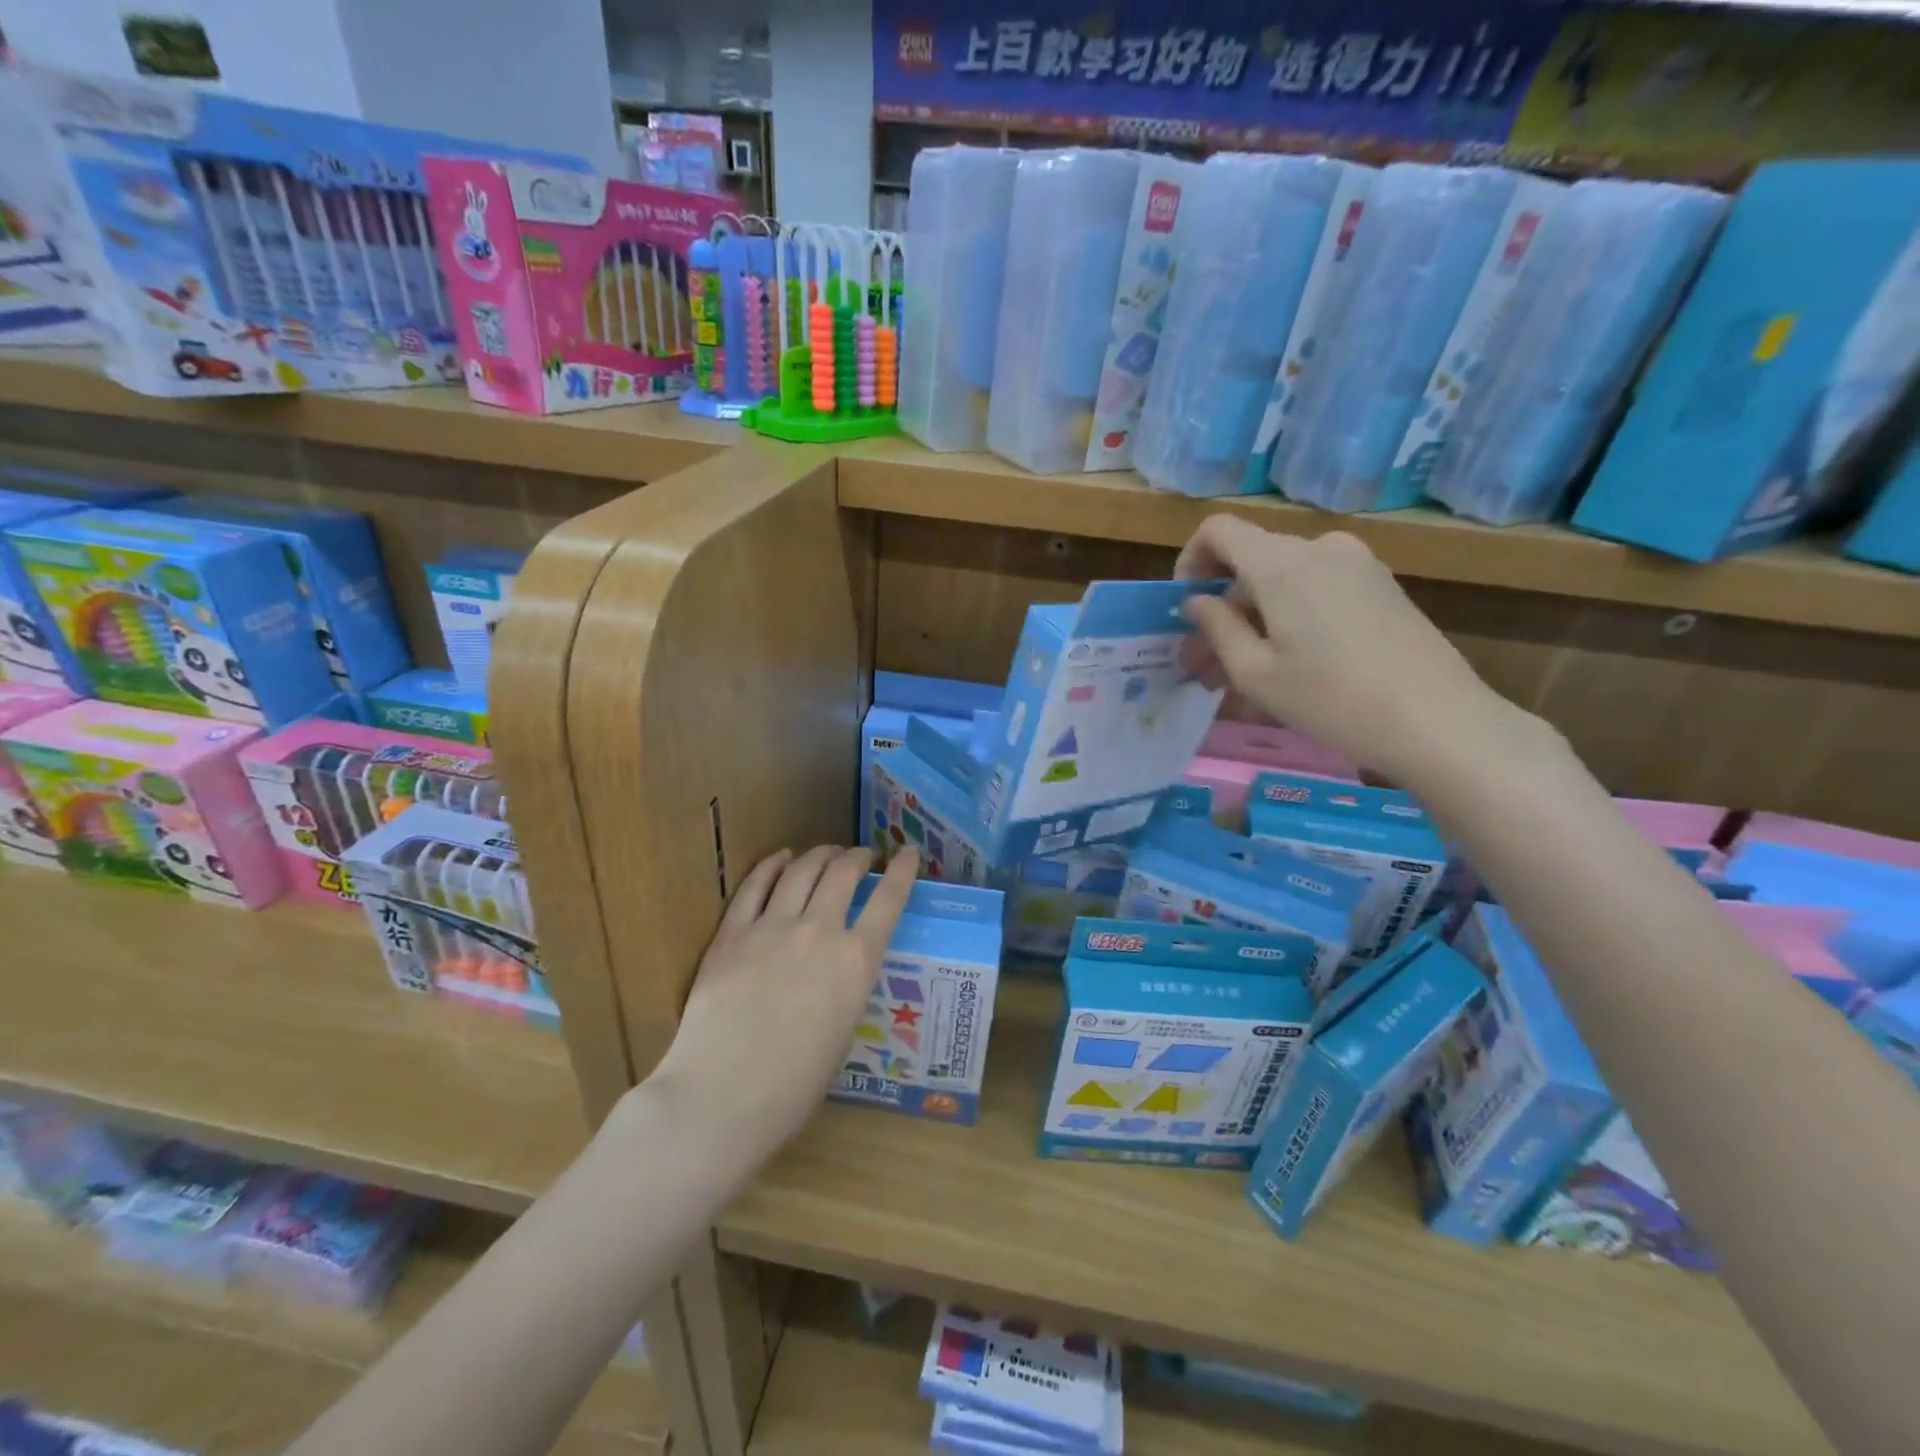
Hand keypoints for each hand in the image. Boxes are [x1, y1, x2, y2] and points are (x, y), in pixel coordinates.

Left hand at [650, 844, 918, 1159]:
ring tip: (827, 852)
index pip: (889, 899)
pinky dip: (772, 865)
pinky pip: (755, 886)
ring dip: (820, 854)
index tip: (908, 852)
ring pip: (802, 870)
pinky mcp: (732, 934)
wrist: (723, 1096)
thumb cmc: (793, 1086)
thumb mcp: (844, 1032)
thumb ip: (847, 987)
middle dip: (858, 857)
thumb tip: (841, 969)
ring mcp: (772, 928)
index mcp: (857, 961)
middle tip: (862, 857)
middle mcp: (820, 932)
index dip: (904, 870)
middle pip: (843, 872)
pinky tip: (781, 858)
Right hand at [1177, 516, 1533, 788]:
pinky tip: (1288, 670)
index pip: (1217, 530)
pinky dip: (1290, 620)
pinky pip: (1317, 592)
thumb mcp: (1254, 673)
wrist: (1437, 720)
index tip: (1185, 608)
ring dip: (1254, 622)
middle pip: (1251, 563)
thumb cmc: (1330, 698)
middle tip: (1204, 667)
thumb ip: (1216, 627)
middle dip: (1221, 610)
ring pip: (1284, 582)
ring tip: (1241, 680)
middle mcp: (1319, 549)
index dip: (1190, 561)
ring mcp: (1357, 565)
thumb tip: (1195, 601)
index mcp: (1280, 563)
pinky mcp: (1381, 587)